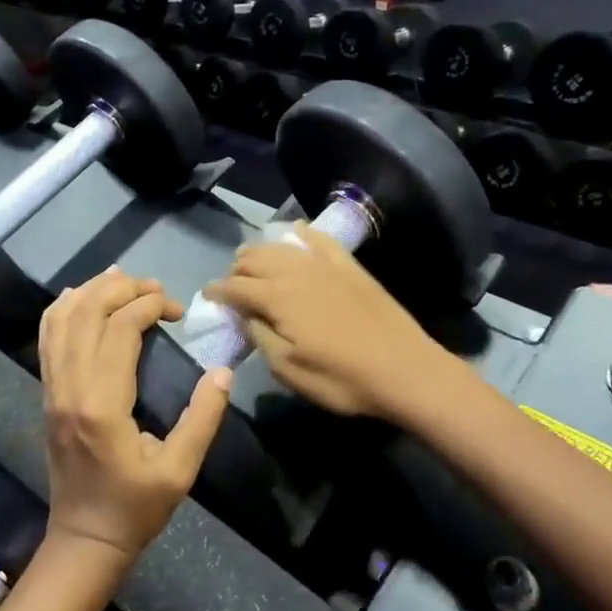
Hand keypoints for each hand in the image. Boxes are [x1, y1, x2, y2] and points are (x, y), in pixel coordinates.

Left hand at [38, 269, 231, 558]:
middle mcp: (69, 388)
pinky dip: (63, 310)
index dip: (150, 306)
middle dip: (122, 288)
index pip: (120, 328)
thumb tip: (222, 372)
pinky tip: (81, 297)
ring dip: (90, 291)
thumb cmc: (134, 509)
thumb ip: (203, 419)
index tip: (178, 311)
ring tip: (122, 279)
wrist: (84, 540)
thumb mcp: (179, 471)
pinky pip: (47, 340)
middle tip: (156, 289)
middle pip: (86, 312)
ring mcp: (51, 390)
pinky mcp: (47, 395)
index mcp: (102, 404)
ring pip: (60, 320)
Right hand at [201, 224, 451, 421]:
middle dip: (237, 270)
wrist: (404, 370)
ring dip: (261, 252)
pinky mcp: (350, 266)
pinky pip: (320, 240)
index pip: (235, 287)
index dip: (216, 291)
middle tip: (232, 286)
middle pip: (255, 259)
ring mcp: (325, 265)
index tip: (207, 296)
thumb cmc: (342, 379)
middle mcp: (296, 271)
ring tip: (253, 263)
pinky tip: (296, 231)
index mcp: (277, 298)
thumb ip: (260, 336)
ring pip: (282, 246)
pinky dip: (303, 234)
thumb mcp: (288, 370)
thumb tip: (243, 316)